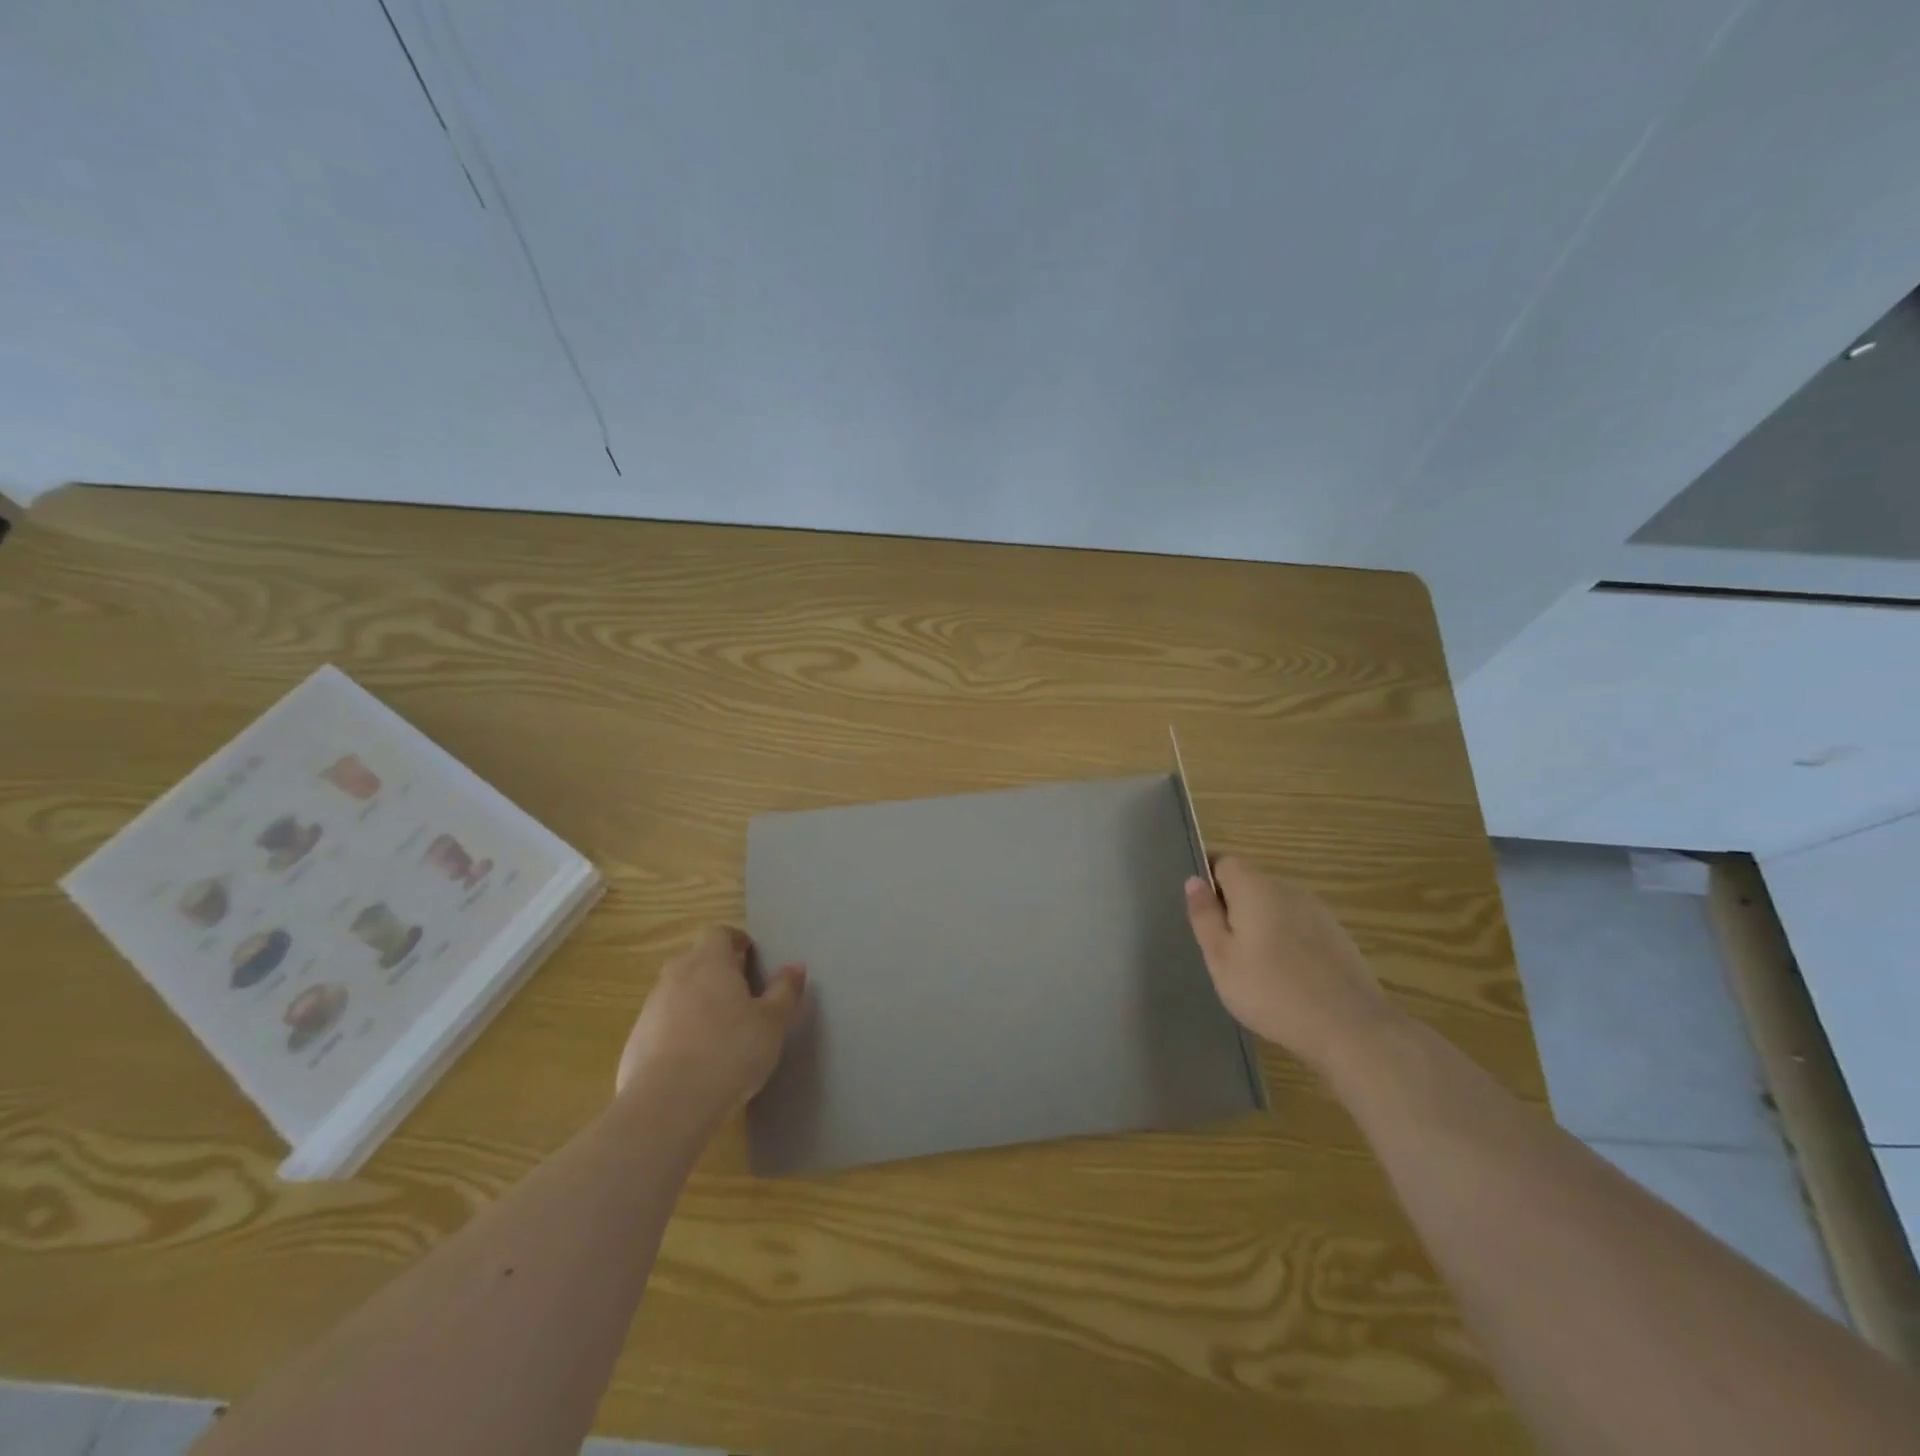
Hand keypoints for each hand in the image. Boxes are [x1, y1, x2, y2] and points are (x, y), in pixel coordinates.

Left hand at [616, 927, 806, 1114]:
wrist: (667, 1103)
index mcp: (710, 962)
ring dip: (695, 1002)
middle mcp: (676, 976)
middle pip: (695, 960)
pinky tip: (693, 1060)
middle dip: (715, 970)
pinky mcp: (635, 1041)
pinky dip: (677, 1032)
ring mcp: (651, 1008)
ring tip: (718, 1029)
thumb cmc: (730, 1051)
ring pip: (676, 992)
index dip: (735, 941)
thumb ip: (784, 992)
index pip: (719, 934)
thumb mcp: (772, 1023)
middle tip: (739, 993)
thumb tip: (795, 967)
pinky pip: (661, 1025)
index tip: (750, 956)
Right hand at [1184, 856, 1393, 1071]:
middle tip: (1224, 949)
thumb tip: (1194, 880)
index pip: (1224, 861)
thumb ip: (1205, 916)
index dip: (1208, 880)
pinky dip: (1286, 941)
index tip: (1202, 913)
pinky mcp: (1338, 936)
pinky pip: (1299, 926)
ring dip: (1261, 925)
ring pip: (1276, 906)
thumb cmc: (1271, 991)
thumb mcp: (1221, 958)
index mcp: (1255, 887)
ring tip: (1255, 967)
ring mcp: (1318, 911)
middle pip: (1251, 883)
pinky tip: (1287, 977)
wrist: (1350, 1027)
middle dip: (1233, 907)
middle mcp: (1288, 888)